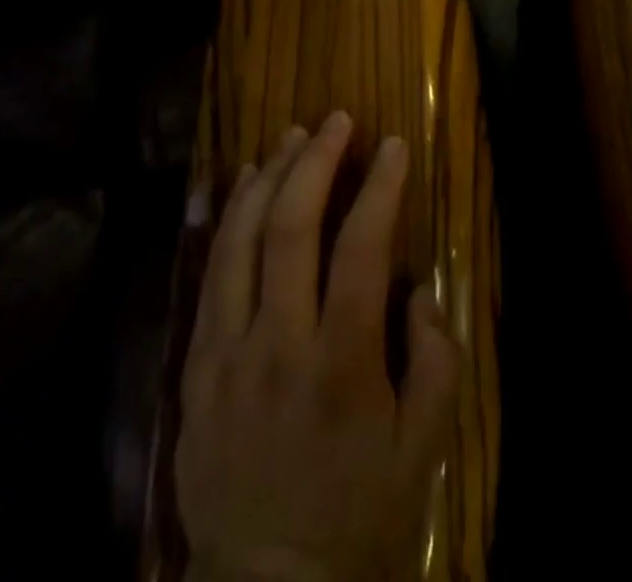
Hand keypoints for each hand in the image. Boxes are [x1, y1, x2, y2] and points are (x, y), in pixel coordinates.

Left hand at [176, 113, 459, 581]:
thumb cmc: (358, 511)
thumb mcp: (424, 446)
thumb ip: (436, 358)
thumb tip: (418, 288)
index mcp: (342, 362)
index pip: (362, 248)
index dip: (380, 186)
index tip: (394, 144)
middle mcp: (278, 344)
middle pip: (292, 228)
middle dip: (318, 161)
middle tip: (338, 120)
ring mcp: (227, 353)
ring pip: (241, 240)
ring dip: (269, 177)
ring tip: (292, 135)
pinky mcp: (196, 366)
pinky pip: (209, 275)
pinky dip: (227, 219)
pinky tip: (243, 185)